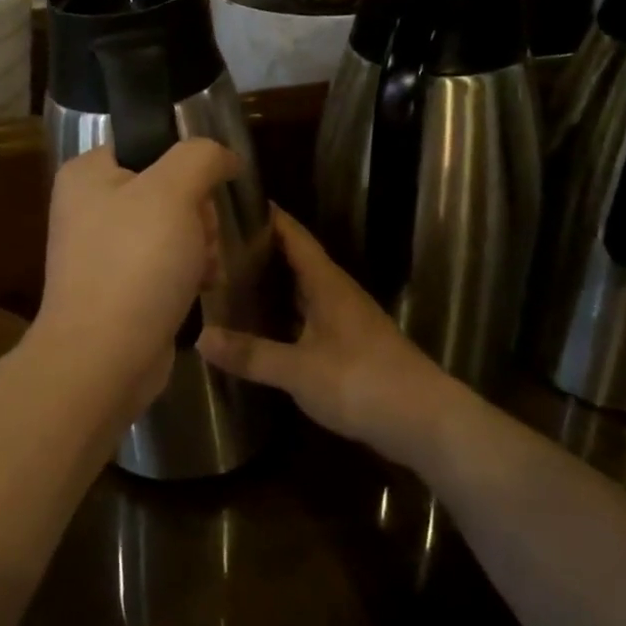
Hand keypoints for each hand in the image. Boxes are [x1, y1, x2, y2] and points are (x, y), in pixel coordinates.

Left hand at [32, 141, 241, 409]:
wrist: (104, 359)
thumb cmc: (135, 264)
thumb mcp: (173, 192)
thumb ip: (201, 156)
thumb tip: (222, 155)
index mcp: (88, 173)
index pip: (150, 144)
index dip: (186, 165)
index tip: (203, 192)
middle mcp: (90, 206)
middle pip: (168, 188)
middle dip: (198, 214)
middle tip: (198, 238)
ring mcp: (104, 249)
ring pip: (174, 227)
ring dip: (200, 245)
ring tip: (202, 269)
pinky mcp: (120, 286)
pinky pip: (166, 263)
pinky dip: (188, 272)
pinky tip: (201, 287)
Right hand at [199, 208, 458, 469]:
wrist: (426, 422)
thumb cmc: (362, 382)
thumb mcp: (299, 370)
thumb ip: (251, 354)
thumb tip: (200, 337)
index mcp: (327, 284)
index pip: (295, 236)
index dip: (269, 217)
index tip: (235, 202)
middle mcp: (338, 293)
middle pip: (298, 260)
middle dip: (262, 250)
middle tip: (218, 245)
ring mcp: (348, 319)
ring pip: (304, 289)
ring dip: (274, 282)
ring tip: (233, 280)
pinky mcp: (351, 345)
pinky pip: (310, 315)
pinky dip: (286, 313)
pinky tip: (265, 326)